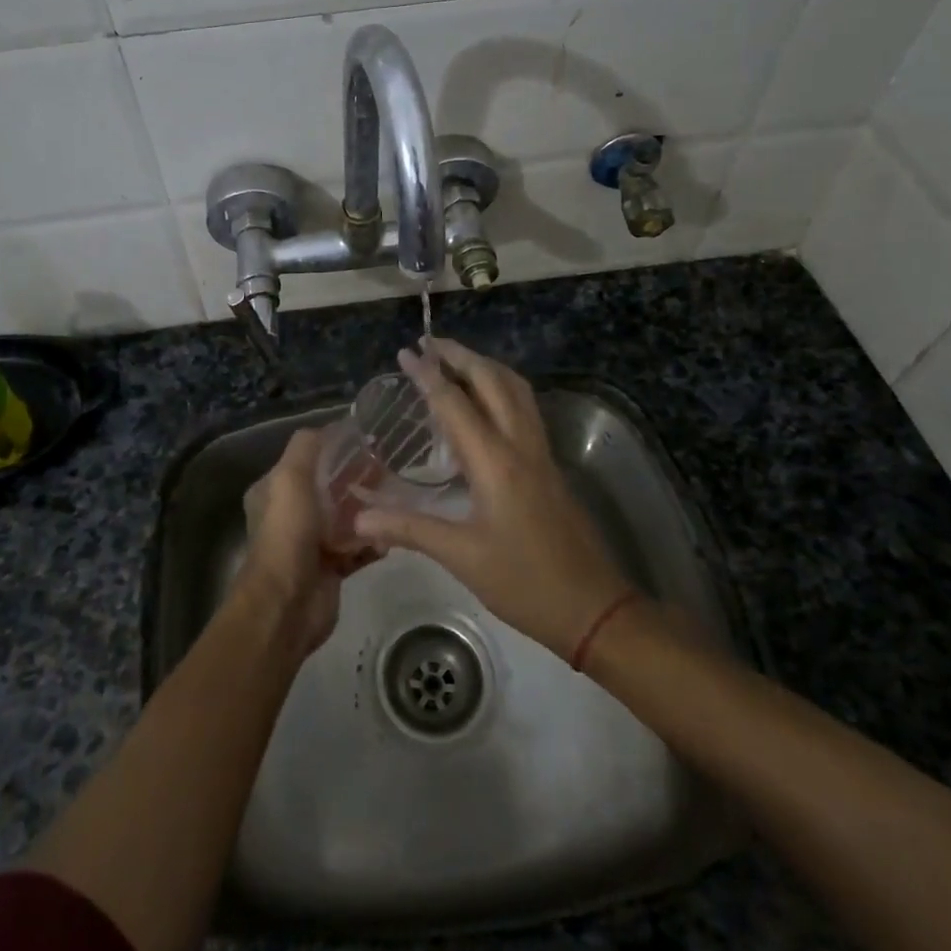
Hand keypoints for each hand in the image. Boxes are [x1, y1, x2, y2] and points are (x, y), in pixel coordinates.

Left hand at [232, 428, 375, 656]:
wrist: (287, 603)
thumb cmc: (287, 533)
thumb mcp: (290, 477)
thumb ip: (307, 447)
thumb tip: (331, 427)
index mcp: (275, 491)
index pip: (307, 460)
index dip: (335, 449)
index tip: (367, 440)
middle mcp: (291, 514)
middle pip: (330, 488)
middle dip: (357, 477)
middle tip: (389, 467)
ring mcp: (312, 543)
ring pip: (346, 518)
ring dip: (369, 509)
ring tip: (396, 497)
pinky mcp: (331, 567)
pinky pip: (357, 548)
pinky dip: (373, 541)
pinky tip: (391, 534)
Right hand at [353, 338, 633, 659]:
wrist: (593, 607)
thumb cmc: (524, 582)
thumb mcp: (461, 557)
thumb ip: (409, 529)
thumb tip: (357, 518)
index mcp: (495, 462)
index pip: (455, 404)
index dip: (428, 375)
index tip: (406, 352)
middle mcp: (521, 445)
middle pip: (493, 381)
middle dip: (461, 356)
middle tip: (430, 343)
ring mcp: (541, 453)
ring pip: (516, 390)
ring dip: (486, 367)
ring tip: (457, 360)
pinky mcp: (550, 465)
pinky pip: (525, 409)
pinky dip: (502, 388)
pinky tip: (486, 403)